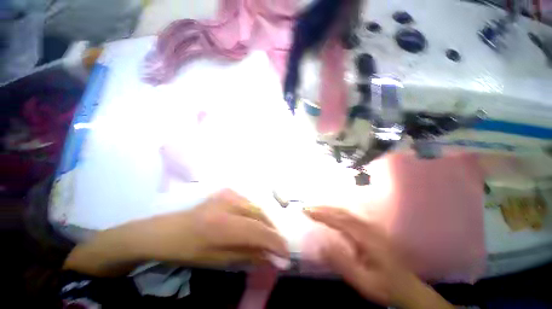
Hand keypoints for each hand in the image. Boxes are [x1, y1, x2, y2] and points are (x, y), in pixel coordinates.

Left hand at [143, 188, 288, 265]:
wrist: (170, 229)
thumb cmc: (190, 249)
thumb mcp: (219, 259)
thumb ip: (249, 255)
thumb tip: (274, 257)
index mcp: (222, 224)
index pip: (258, 231)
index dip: (275, 242)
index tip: (286, 255)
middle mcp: (229, 203)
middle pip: (261, 216)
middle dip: (272, 232)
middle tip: (278, 247)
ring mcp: (229, 194)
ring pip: (258, 208)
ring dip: (266, 223)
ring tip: (268, 237)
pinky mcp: (229, 191)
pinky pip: (250, 203)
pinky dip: (257, 215)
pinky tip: (257, 223)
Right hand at [304, 207, 452, 308]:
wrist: (408, 288)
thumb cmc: (385, 286)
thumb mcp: (363, 281)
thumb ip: (343, 263)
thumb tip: (322, 245)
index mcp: (367, 238)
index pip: (339, 221)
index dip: (321, 215)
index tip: (306, 212)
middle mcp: (368, 228)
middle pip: (342, 212)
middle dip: (322, 208)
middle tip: (306, 207)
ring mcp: (370, 227)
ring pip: (345, 212)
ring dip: (328, 208)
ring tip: (313, 208)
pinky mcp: (369, 230)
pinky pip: (349, 217)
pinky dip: (335, 212)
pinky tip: (329, 214)